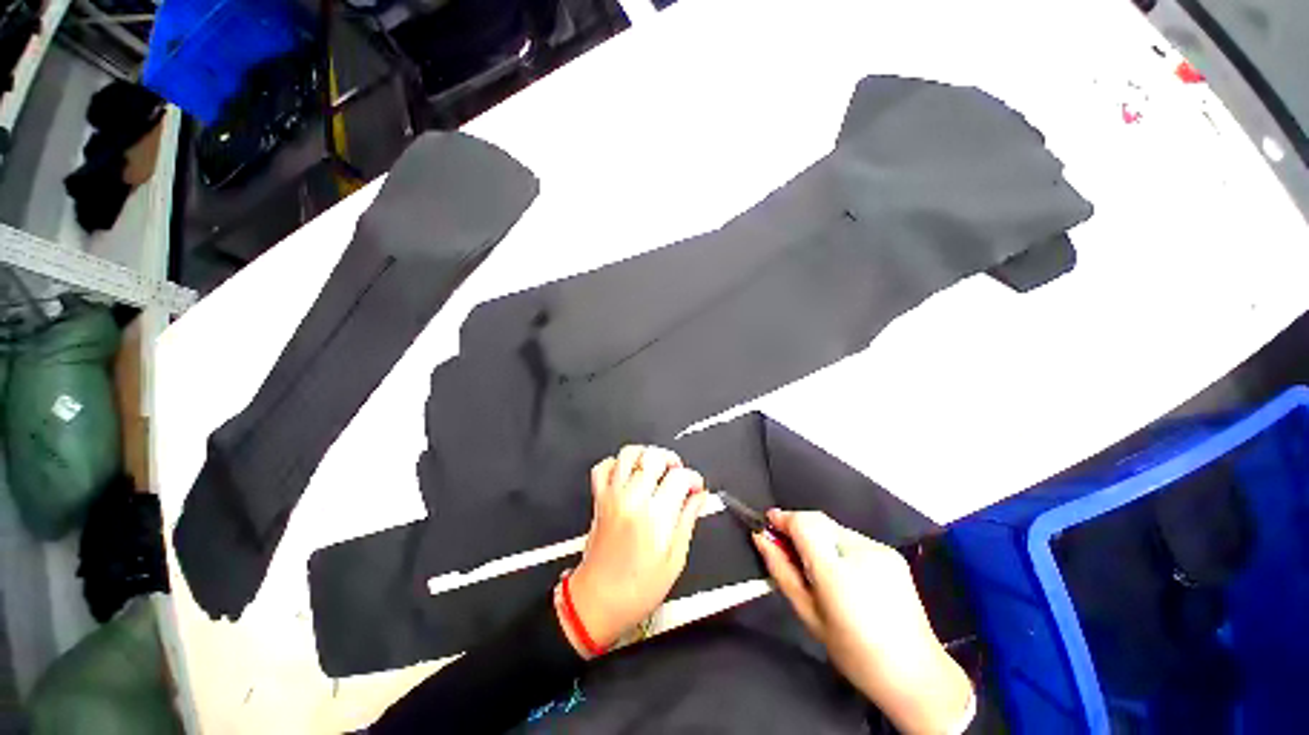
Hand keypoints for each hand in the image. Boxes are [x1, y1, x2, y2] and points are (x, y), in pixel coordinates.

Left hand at [561, 446, 707, 656]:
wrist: (597, 601)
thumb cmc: (639, 589)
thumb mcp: (675, 559)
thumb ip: (688, 520)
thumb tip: (699, 496)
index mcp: (655, 516)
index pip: (679, 476)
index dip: (693, 479)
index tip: (696, 488)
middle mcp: (632, 499)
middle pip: (654, 457)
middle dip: (672, 461)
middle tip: (678, 477)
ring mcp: (613, 495)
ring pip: (629, 453)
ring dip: (647, 455)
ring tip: (656, 470)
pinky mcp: (599, 497)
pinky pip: (603, 466)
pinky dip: (617, 464)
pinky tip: (629, 475)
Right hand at [754, 510, 972, 734]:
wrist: (915, 673)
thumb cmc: (854, 652)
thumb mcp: (808, 615)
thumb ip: (781, 571)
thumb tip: (761, 539)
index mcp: (837, 571)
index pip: (803, 523)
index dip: (783, 518)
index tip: (768, 523)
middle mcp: (860, 551)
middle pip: (817, 520)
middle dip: (798, 527)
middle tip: (788, 549)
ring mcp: (879, 549)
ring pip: (834, 528)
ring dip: (819, 538)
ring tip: (819, 569)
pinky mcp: (891, 553)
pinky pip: (853, 538)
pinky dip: (839, 546)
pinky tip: (845, 574)